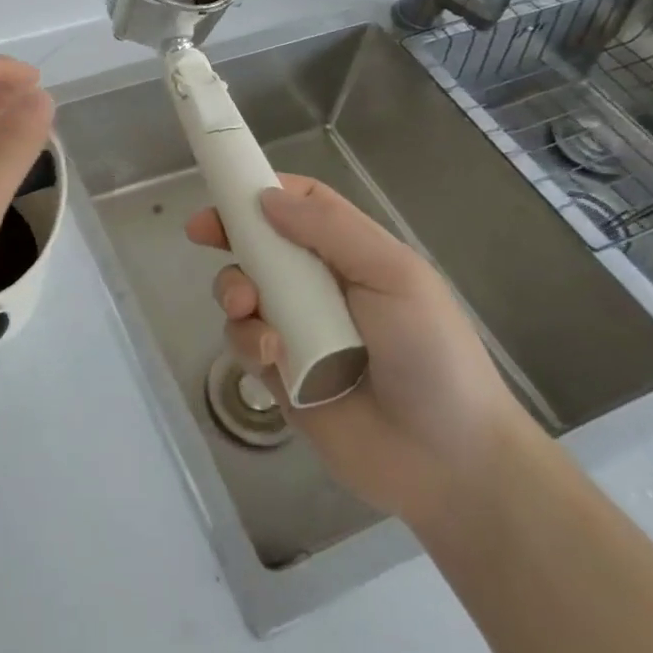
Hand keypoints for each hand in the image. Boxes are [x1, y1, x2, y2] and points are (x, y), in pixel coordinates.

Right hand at [187, 175, 527, 526]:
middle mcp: (318, 285)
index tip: (226, 189)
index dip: (262, 190)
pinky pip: (244, 341)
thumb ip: (331, 229)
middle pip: (260, 243)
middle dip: (229, 234)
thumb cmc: (431, 353)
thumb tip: (266, 197)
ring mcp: (296, 329)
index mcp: (350, 253)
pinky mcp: (279, 373)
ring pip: (242, 290)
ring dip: (233, 289)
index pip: (300, 204)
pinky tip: (270, 354)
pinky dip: (247, 339)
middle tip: (202, 234)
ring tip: (246, 306)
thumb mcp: (394, 275)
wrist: (450, 463)